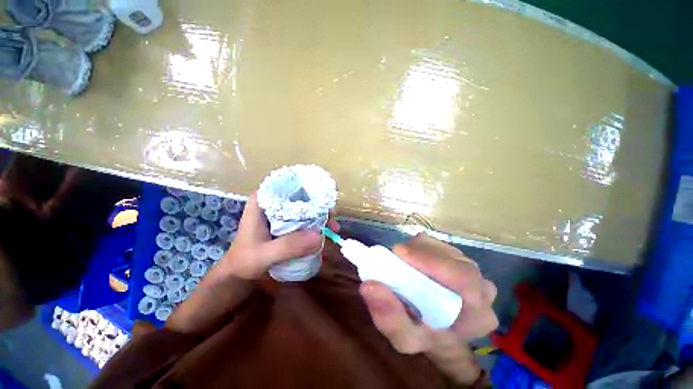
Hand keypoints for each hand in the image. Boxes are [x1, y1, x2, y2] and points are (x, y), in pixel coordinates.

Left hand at [218, 192, 339, 279]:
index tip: (325, 198)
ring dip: (320, 216)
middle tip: (333, 217)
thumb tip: (319, 236)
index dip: (308, 188)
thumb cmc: (244, 261)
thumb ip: (288, 246)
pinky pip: (305, 219)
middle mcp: (274, 203)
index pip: (288, 184)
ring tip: (333, 227)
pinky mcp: (287, 223)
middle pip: (301, 195)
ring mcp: (281, 213)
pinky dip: (316, 225)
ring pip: (305, 207)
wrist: (239, 274)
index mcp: (263, 201)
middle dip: (319, 205)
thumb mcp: (264, 255)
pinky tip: (325, 233)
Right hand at [359, 233, 496, 383]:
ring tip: (402, 262)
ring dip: (417, 250)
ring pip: (441, 247)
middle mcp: (482, 288)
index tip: (399, 254)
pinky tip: (411, 259)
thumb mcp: (404, 338)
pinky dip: (418, 247)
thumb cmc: (425, 337)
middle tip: (395, 257)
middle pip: (451, 258)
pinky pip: (437, 244)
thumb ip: (389, 318)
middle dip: (418, 254)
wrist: (440, 331)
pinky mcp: (458, 257)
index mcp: (478, 313)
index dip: (430, 261)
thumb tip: (369, 286)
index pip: (463, 279)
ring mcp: (472, 269)